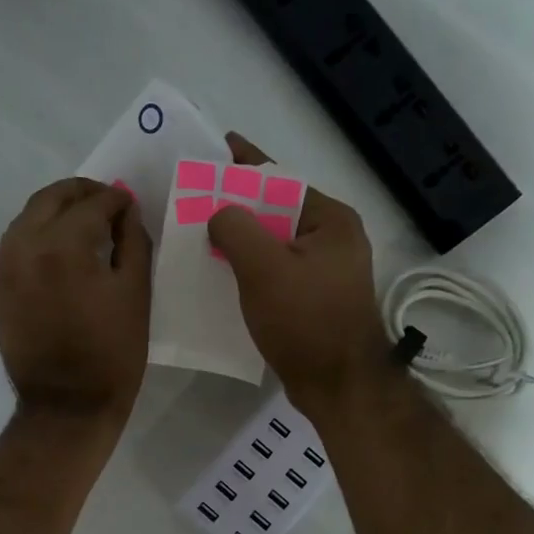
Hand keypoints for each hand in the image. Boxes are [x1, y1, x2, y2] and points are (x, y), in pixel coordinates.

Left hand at [0, 178, 151, 423]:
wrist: (66, 406)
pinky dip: (39, 236)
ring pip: (28, 218)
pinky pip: (16, 246)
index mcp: (63, 246)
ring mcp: (4, 269)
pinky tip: (61, 251)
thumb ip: (133, 241)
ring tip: (84, 222)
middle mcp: (25, 247)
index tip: (129, 205)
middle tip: (107, 202)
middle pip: (51, 199)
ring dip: (56, 211)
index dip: (116, 200)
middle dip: (82, 193)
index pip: (92, 204)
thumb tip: (125, 212)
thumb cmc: (112, 353)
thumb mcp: (136, 294)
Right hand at [209, 133, 388, 413]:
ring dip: (239, 238)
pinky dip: (248, 266)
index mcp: (329, 220)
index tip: (216, 147)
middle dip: (236, 204)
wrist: (338, 386)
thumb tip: (219, 213)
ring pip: (272, 243)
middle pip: (275, 210)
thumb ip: (236, 228)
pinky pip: (274, 270)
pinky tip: (219, 271)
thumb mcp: (264, 268)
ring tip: (198, 231)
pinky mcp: (313, 299)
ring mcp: (325, 271)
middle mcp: (332, 239)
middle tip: (195, 196)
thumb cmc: (305, 321)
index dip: (245, 162)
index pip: (280, 179)